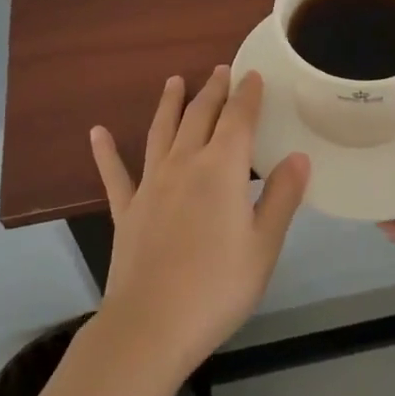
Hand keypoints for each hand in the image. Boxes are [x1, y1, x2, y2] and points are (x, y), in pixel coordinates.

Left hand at [89, 67, 309, 375]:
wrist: (151, 326)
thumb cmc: (217, 287)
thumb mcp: (264, 246)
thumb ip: (281, 197)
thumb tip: (298, 156)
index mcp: (222, 170)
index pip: (238, 119)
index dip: (247, 95)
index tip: (252, 74)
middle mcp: (185, 164)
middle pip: (200, 116)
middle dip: (213, 90)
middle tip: (220, 70)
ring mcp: (151, 184)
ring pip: (161, 132)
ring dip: (169, 104)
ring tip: (174, 81)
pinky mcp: (126, 209)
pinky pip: (115, 174)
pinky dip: (105, 152)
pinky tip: (96, 133)